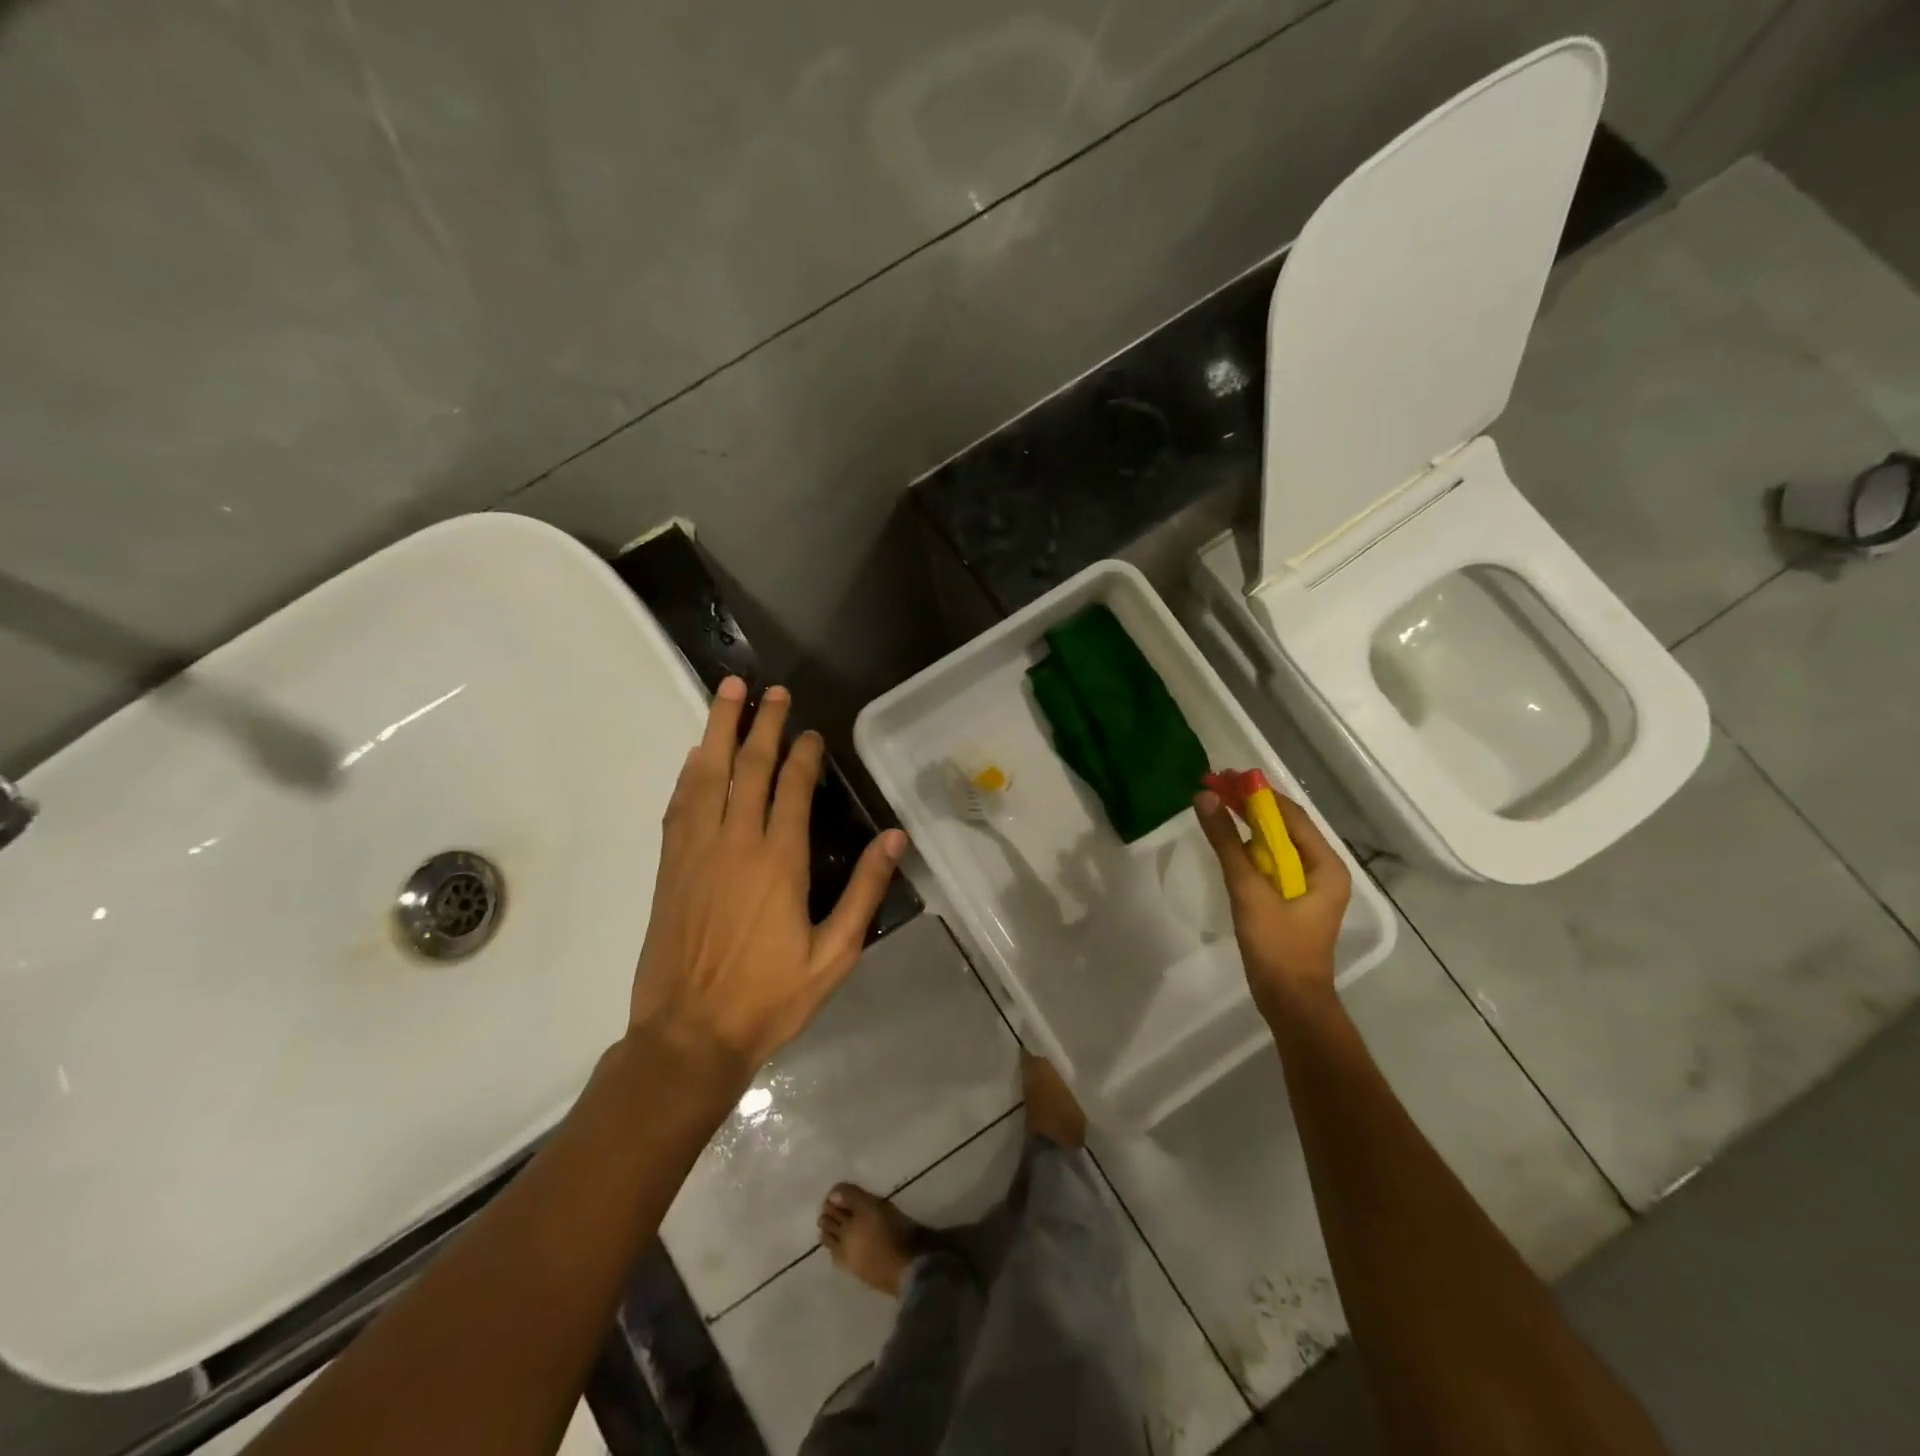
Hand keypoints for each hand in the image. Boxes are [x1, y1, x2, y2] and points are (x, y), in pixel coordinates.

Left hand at [628, 677, 907, 1084]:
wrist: (689, 1036)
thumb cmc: (770, 998)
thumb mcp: (835, 954)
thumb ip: (864, 891)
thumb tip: (895, 837)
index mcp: (779, 861)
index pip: (792, 788)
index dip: (803, 754)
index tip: (812, 733)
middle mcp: (735, 843)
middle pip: (748, 767)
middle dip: (762, 724)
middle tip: (771, 690)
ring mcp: (696, 851)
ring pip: (707, 774)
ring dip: (717, 730)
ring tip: (727, 692)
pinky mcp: (671, 866)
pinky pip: (680, 804)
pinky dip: (690, 772)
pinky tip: (695, 755)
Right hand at [1194, 788, 1350, 1020]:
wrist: (1290, 1002)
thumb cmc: (1277, 946)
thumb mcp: (1249, 890)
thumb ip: (1227, 843)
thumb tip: (1206, 798)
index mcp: (1326, 865)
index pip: (1290, 815)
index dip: (1256, 793)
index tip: (1224, 776)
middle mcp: (1323, 870)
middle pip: (1284, 826)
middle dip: (1249, 806)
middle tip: (1213, 786)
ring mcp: (1308, 887)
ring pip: (1276, 844)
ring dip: (1246, 825)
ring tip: (1215, 806)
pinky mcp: (1292, 900)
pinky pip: (1271, 862)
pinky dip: (1248, 847)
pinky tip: (1227, 841)